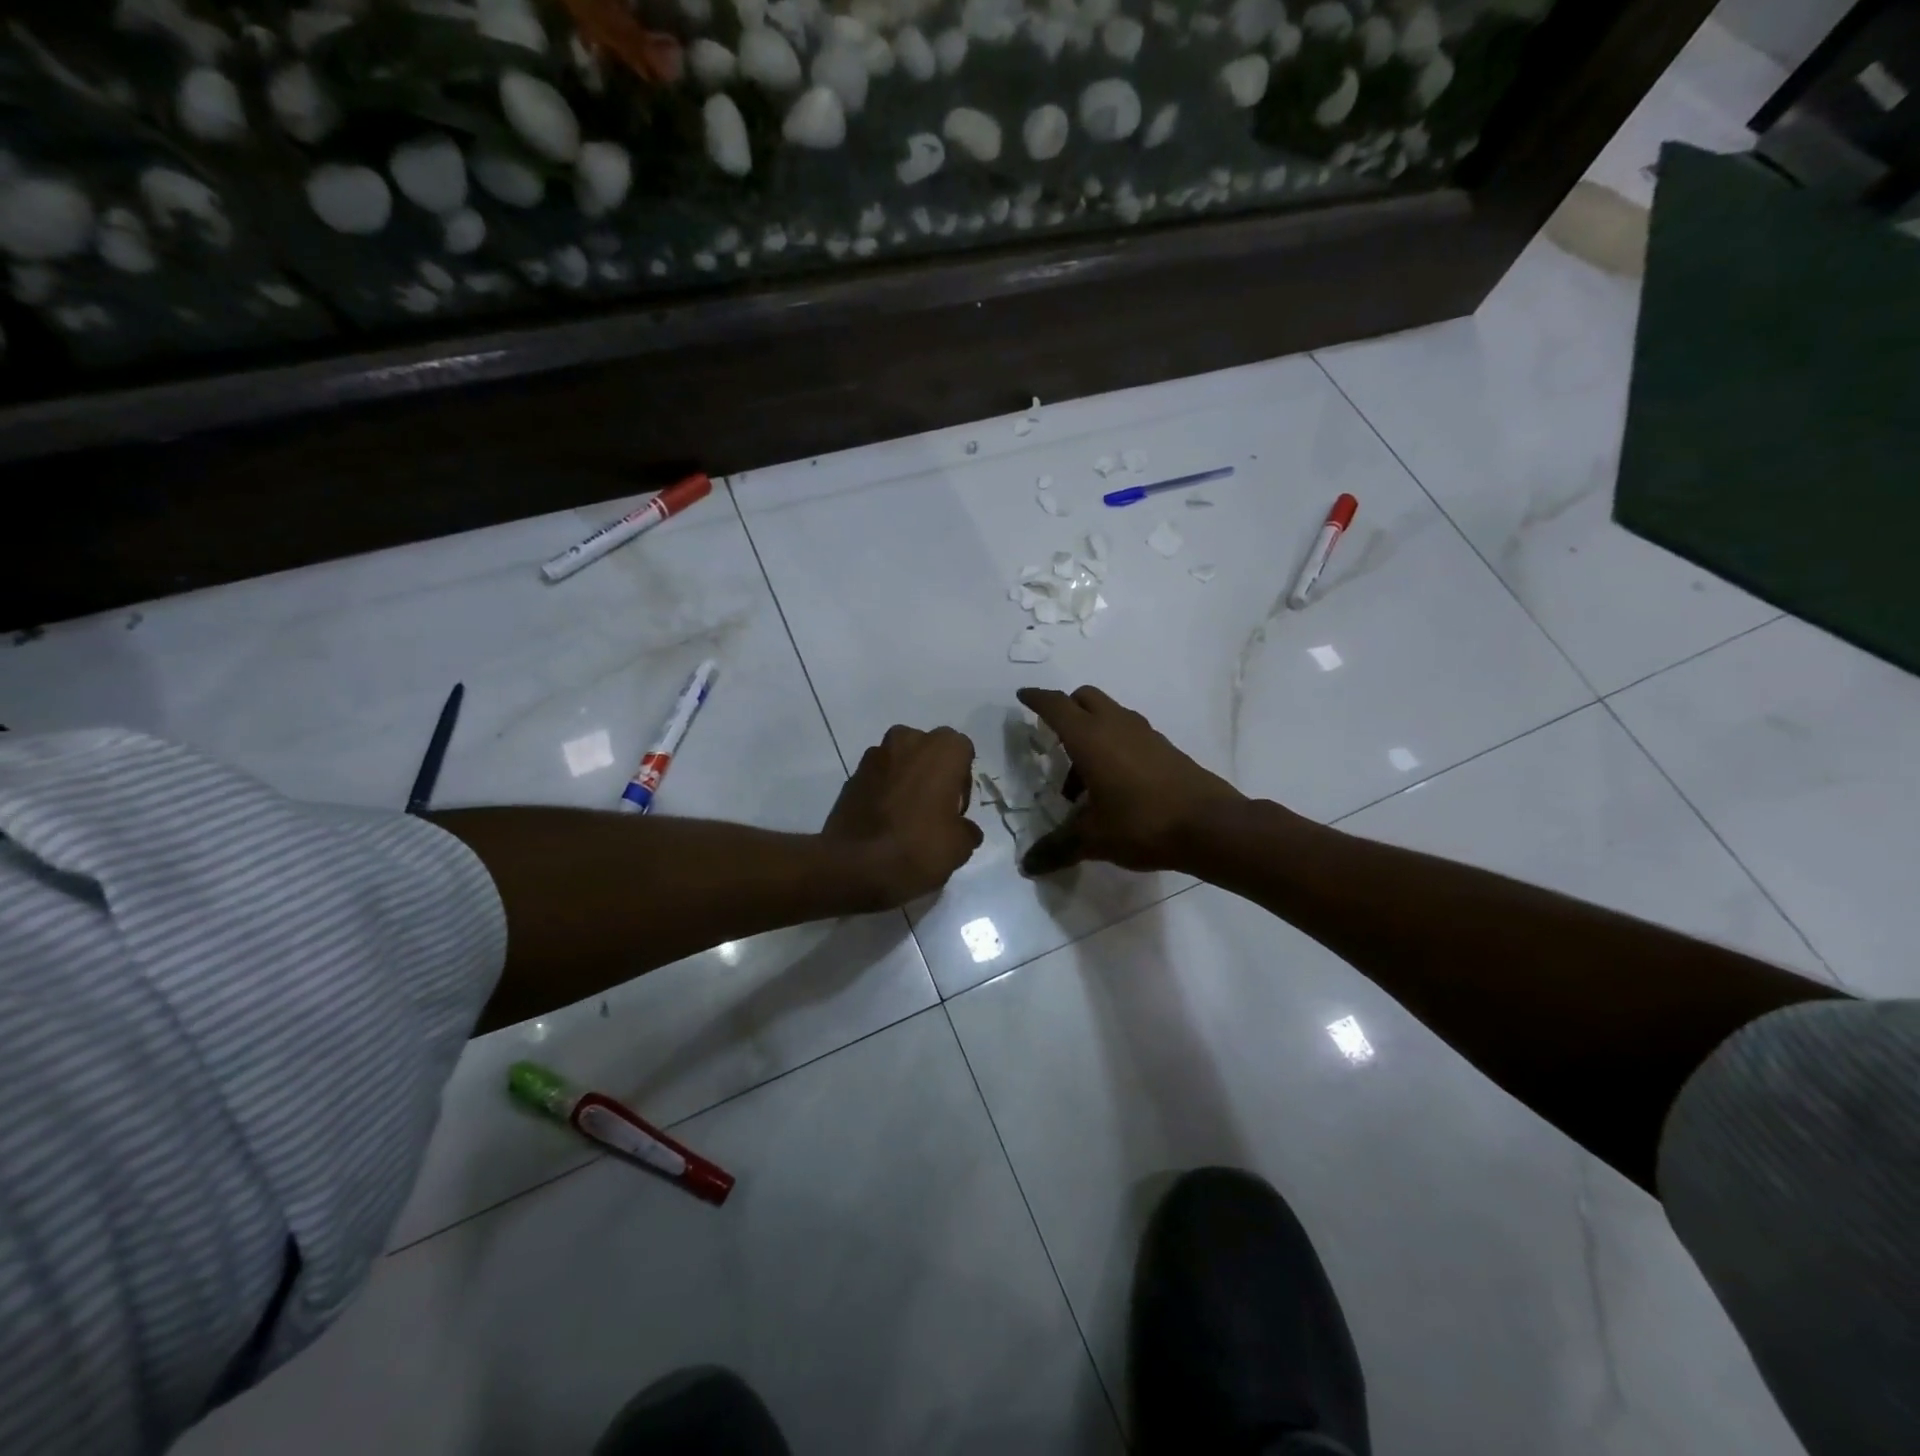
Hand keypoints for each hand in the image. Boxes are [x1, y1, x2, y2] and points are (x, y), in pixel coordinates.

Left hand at [822, 725, 983, 908]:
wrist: (854, 864)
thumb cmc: (917, 846)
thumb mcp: (959, 847)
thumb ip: (967, 830)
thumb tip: (964, 829)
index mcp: (942, 749)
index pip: (962, 750)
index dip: (962, 779)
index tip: (956, 808)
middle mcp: (908, 740)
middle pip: (929, 750)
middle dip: (933, 772)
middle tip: (933, 808)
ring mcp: (875, 755)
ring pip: (900, 761)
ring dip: (906, 779)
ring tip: (906, 815)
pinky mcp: (852, 775)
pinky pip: (878, 778)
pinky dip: (883, 791)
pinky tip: (883, 821)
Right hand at [1016, 686, 1246, 875]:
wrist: (1210, 827)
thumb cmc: (1142, 824)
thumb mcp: (1093, 839)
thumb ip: (1057, 848)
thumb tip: (1028, 866)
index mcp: (1090, 738)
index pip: (1056, 706)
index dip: (1036, 698)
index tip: (1023, 696)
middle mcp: (1116, 725)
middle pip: (1084, 699)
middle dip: (1065, 710)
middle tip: (1054, 740)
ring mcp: (1145, 734)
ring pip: (1109, 715)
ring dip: (1090, 733)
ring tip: (1082, 781)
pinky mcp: (1165, 748)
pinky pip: (1129, 734)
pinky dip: (1113, 746)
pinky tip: (1114, 785)